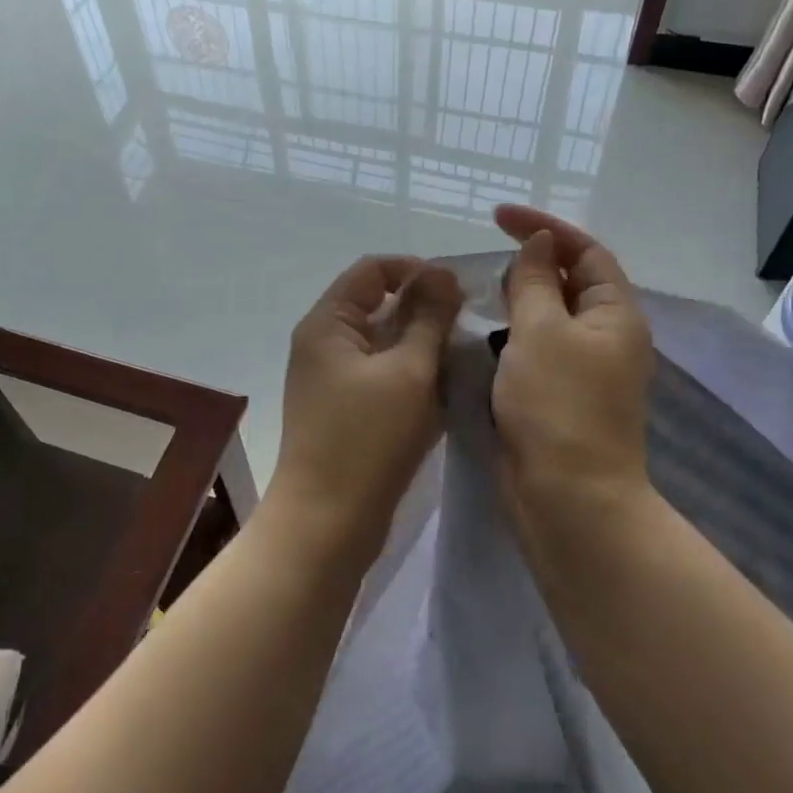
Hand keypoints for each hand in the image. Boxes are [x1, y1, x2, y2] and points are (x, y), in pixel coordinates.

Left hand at [269, 256, 463, 555]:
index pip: (373, 270)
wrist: (327, 522)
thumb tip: (441, 272)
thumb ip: (429, 317)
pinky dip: (412, 375)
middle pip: (378, 304)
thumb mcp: (409, 371)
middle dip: (425, 310)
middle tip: (469, 328)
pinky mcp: (344, 410)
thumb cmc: (368, 440)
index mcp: (328, 323)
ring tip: (463, 359)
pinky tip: (445, 390)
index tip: (459, 292)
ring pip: (384, 343)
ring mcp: (331, 379)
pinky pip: (382, 375)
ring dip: (422, 345)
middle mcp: (324, 343)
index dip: (416, 270)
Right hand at [492, 207, 653, 537]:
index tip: (497, 217)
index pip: (584, 251)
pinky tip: (483, 339)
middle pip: (569, 283)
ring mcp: (583, 369)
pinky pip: (535, 351)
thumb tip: (540, 242)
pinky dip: (511, 337)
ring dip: (517, 302)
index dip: (544, 227)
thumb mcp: (540, 331)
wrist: (566, 496)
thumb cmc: (556, 405)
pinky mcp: (559, 397)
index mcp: (615, 314)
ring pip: (548, 319)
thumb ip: (535, 282)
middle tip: (486, 263)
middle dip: (531, 265)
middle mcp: (606, 337)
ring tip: (480, 296)